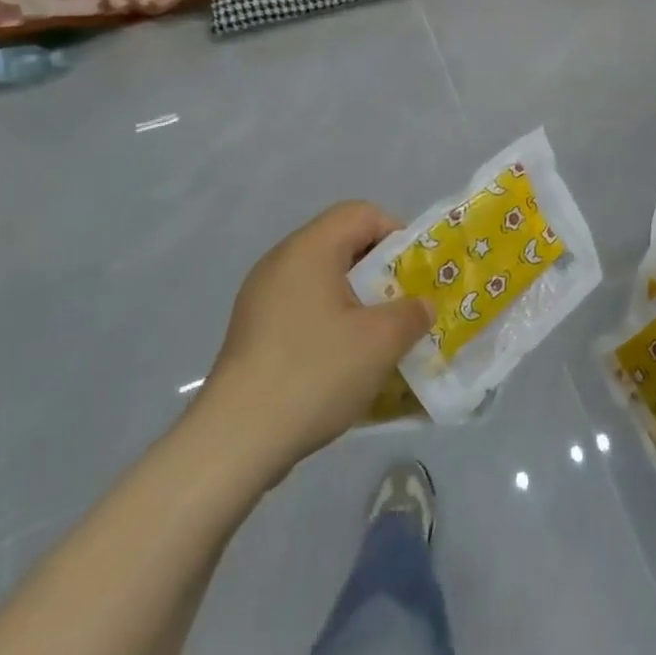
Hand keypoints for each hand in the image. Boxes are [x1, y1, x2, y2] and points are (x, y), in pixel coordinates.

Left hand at [196, 202, 431, 484]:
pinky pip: (303, 309)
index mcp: (309, 249)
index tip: (414, 274)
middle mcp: (280, 263)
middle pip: (341, 245)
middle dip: (380, 272)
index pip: (361, 213)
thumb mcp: (382, 341)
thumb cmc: (315, 373)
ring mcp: (260, 299)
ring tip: (378, 338)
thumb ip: (412, 313)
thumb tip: (419, 307)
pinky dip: (331, 323)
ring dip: (357, 301)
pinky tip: (343, 362)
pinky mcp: (253, 332)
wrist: (236, 440)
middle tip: (403, 307)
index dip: (396, 234)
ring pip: (323, 281)